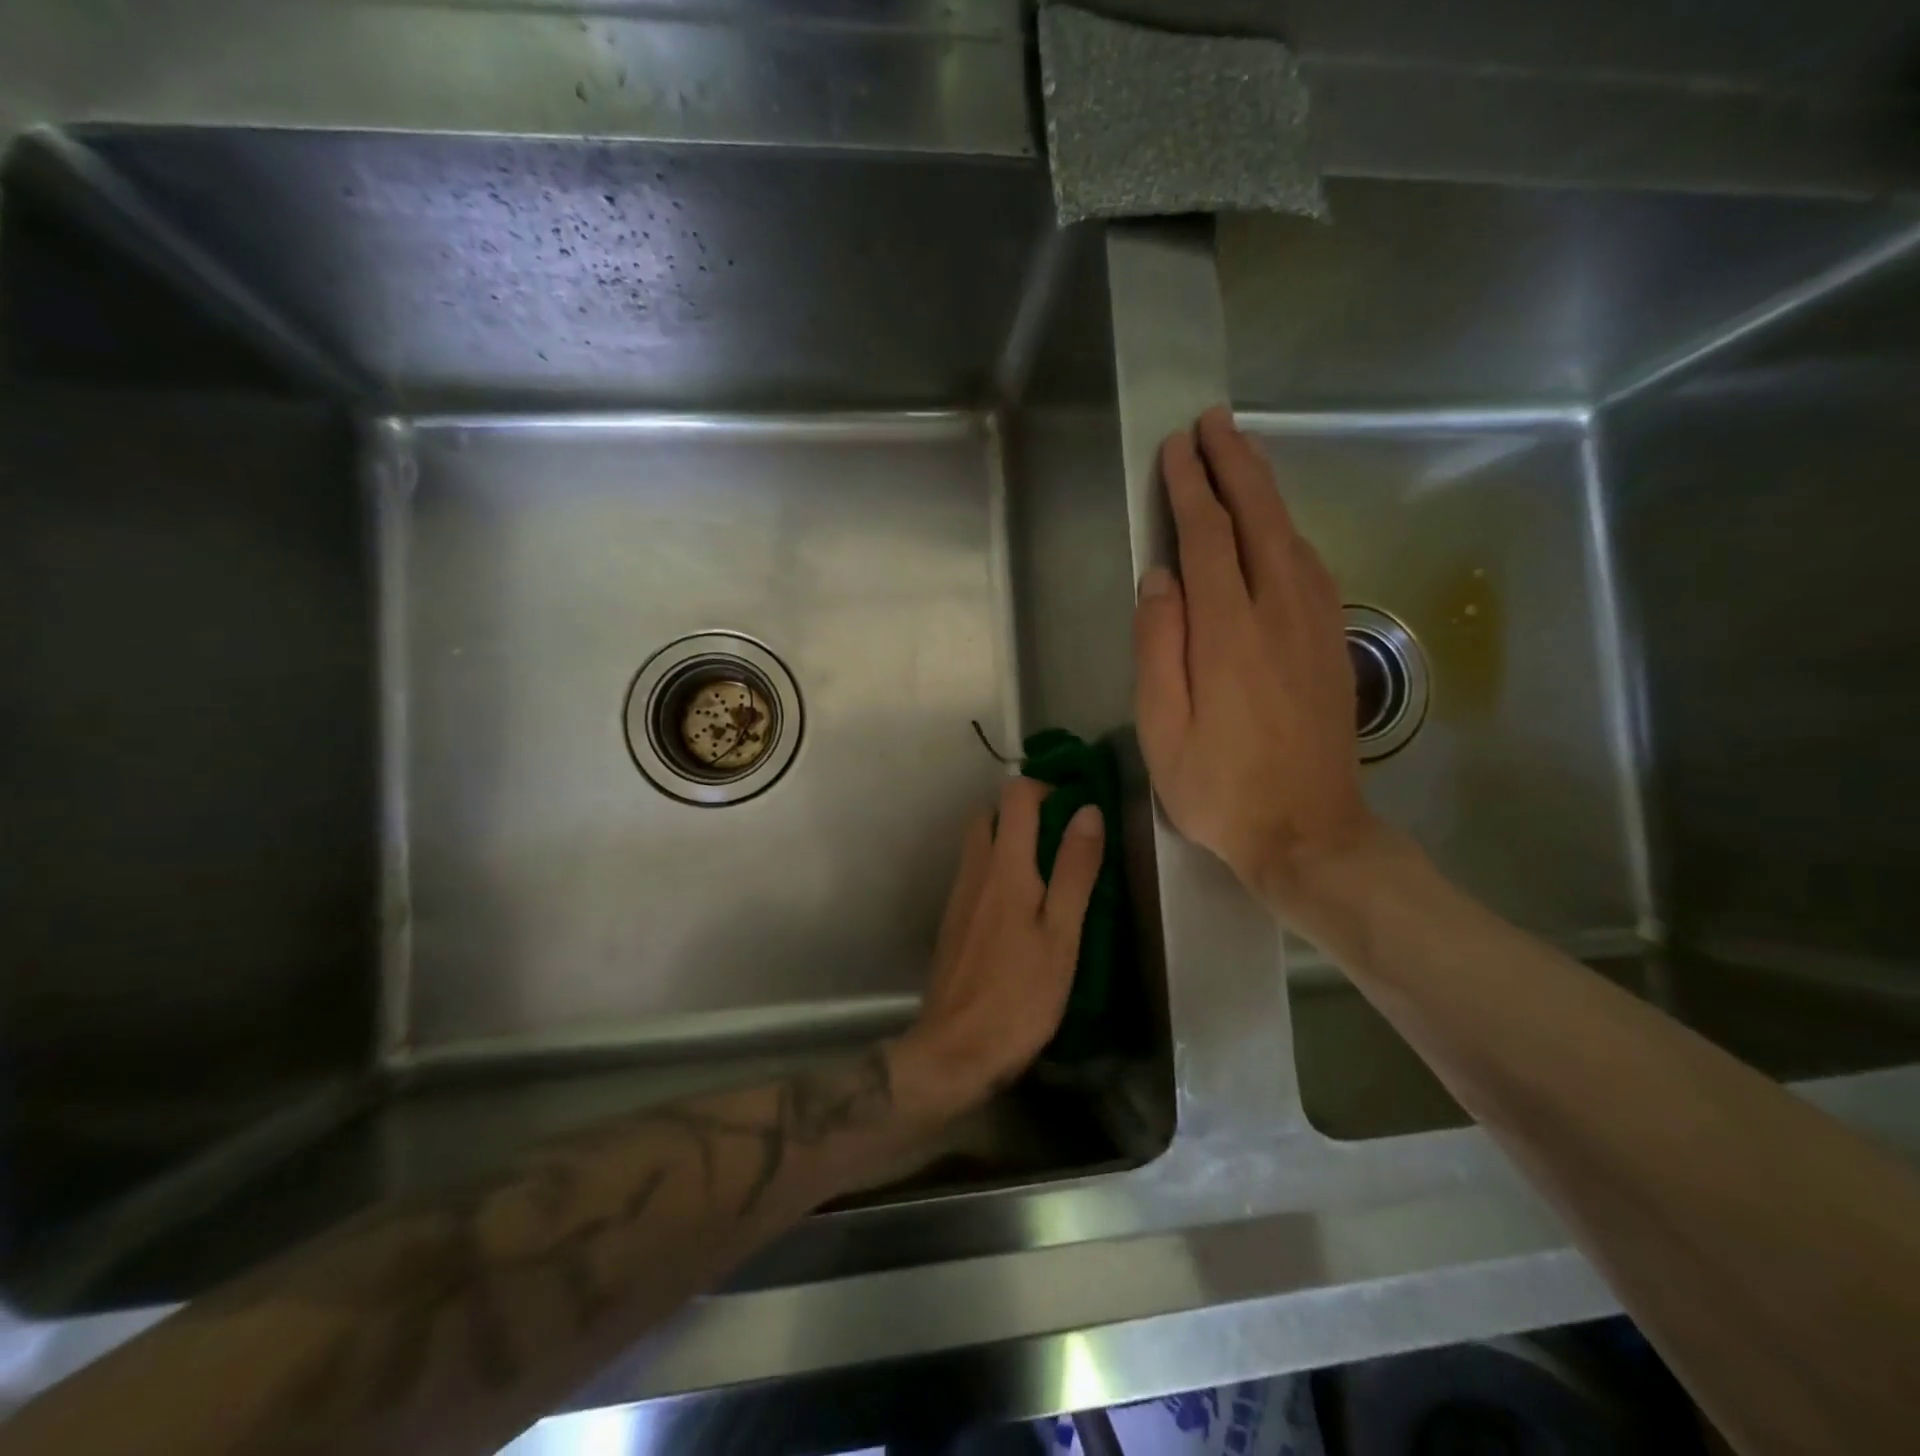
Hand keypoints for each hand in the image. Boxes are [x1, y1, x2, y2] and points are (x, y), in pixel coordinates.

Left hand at [891, 777, 1103, 1120]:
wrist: (956, 1049)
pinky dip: (998, 869)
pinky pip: (975, 874)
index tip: (1076, 808)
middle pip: (990, 814)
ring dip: (1010, 840)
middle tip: (1064, 839)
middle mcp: (974, 870)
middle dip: (1025, 812)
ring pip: (979, 844)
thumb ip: (1074, 869)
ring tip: (1051, 872)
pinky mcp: (953, 921)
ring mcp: (959, 896)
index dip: (1045, 788)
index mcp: (1004, 866)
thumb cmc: (1020, 994)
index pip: (1014, 796)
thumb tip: (1087, 810)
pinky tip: (1023, 906)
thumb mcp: (1062, 933)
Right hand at [1132, 406, 1378, 902]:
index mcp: (1227, 632)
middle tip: (1213, 421)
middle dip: (1234, 464)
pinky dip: (1288, 530)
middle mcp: (1278, 613)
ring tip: (1242, 455)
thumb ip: (1158, 646)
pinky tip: (1277, 526)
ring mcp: (1315, 626)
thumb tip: (1159, 577)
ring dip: (1265, 489)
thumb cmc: (1219, 787)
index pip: (1207, 537)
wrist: (1309, 832)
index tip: (1175, 448)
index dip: (1189, 488)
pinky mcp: (1334, 644)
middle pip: (1259, 518)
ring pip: (1290, 536)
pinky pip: (1311, 566)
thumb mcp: (1162, 728)